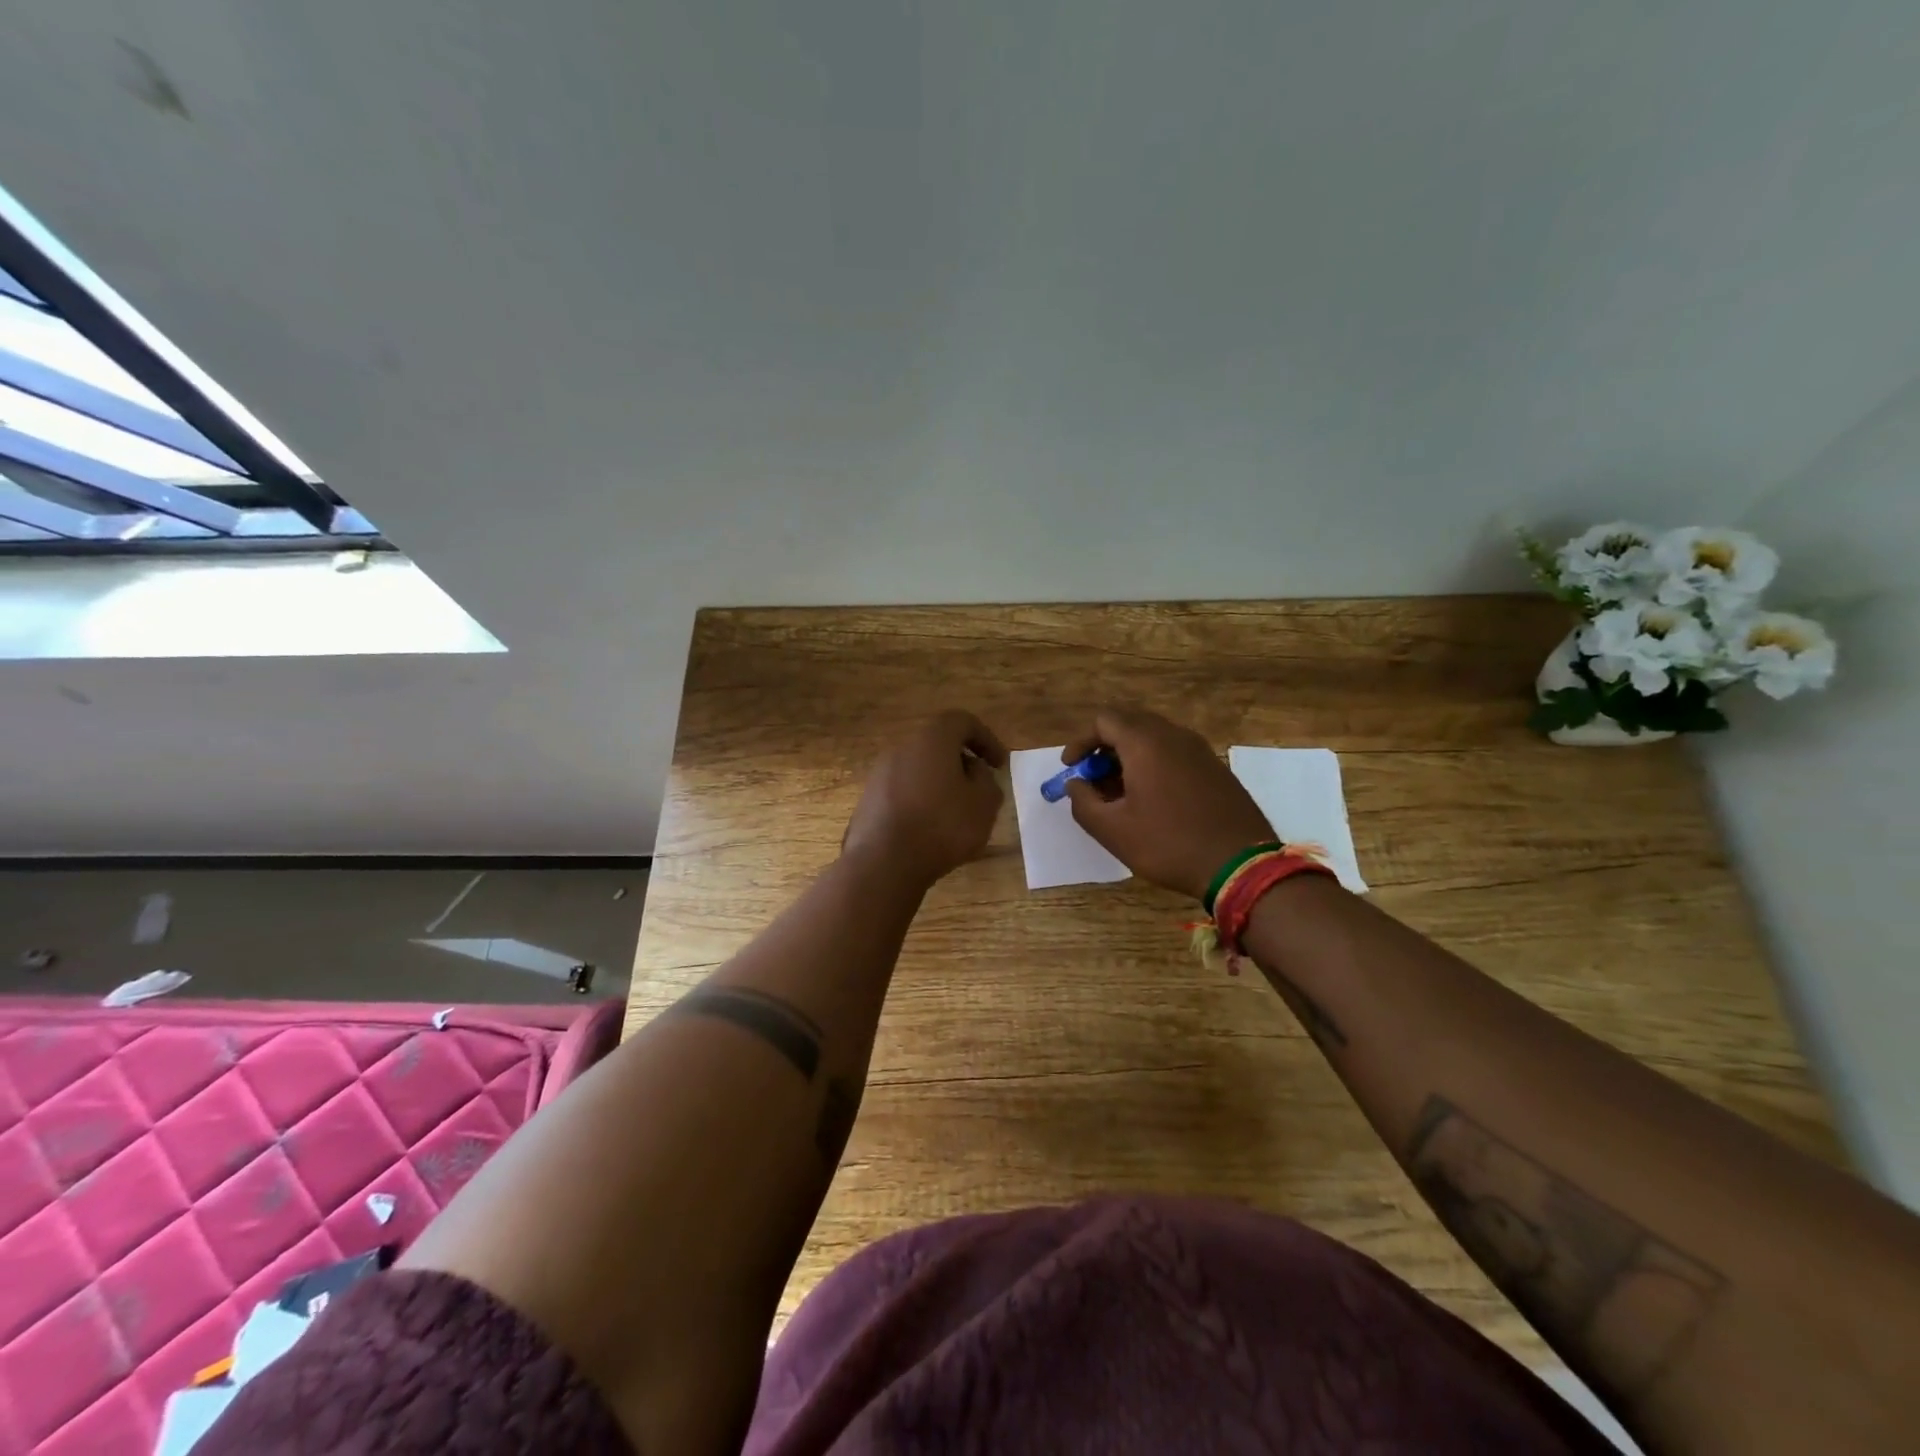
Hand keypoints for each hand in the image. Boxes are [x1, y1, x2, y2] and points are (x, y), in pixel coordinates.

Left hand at [842, 710, 1008, 887]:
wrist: (884, 862)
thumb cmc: (942, 826)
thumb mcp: (984, 804)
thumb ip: (986, 780)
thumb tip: (973, 771)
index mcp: (932, 739)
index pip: (962, 721)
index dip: (986, 739)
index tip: (1000, 765)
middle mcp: (902, 748)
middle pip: (937, 744)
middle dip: (961, 762)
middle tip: (979, 787)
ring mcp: (880, 773)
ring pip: (919, 769)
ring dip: (940, 783)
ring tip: (956, 812)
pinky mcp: (869, 799)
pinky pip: (903, 791)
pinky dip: (921, 800)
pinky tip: (930, 828)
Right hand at [1062, 707, 1274, 900]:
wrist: (1241, 864)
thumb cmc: (1169, 844)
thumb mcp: (1113, 831)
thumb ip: (1082, 802)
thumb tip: (1075, 784)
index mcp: (1145, 743)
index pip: (1104, 720)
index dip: (1081, 741)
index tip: (1071, 768)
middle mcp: (1173, 735)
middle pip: (1129, 724)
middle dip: (1104, 748)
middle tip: (1092, 779)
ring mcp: (1199, 749)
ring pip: (1153, 738)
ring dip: (1129, 757)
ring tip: (1118, 793)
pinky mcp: (1215, 767)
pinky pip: (1174, 753)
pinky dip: (1153, 764)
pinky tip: (1151, 799)